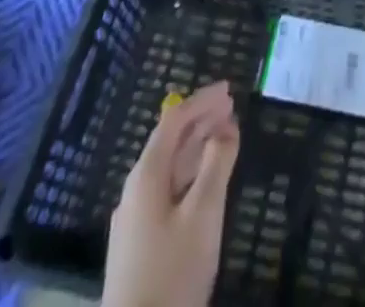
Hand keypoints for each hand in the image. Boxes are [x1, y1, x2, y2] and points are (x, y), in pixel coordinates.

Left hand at [102, 81, 240, 306]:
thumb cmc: (172, 275)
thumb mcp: (203, 215)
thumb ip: (216, 165)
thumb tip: (225, 128)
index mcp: (146, 176)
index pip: (174, 122)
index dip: (201, 101)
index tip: (229, 90)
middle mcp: (135, 191)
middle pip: (169, 142)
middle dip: (200, 121)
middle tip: (231, 108)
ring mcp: (134, 221)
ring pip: (168, 169)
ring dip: (196, 148)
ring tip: (224, 136)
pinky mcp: (138, 246)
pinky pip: (166, 191)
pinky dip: (189, 175)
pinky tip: (204, 183)